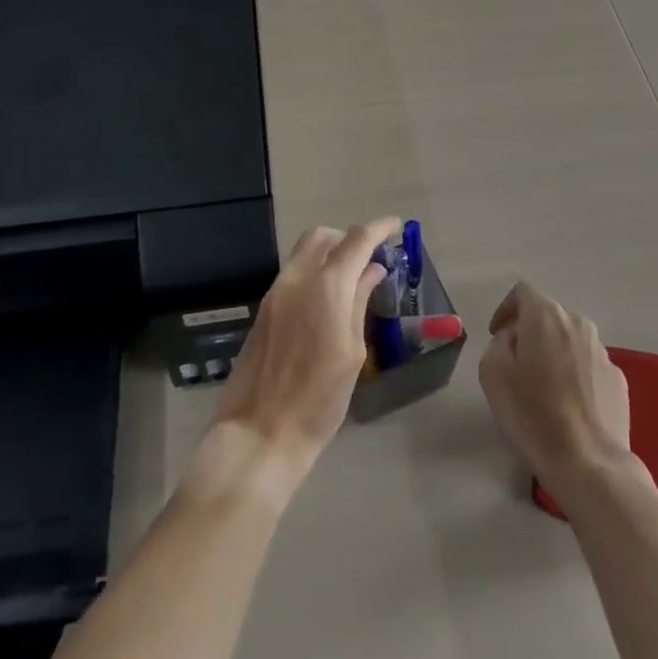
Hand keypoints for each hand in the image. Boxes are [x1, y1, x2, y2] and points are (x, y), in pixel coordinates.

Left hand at [207, 218, 390, 486]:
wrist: (260, 432)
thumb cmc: (319, 399)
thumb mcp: (352, 352)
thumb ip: (360, 302)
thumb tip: (372, 270)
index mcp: (326, 286)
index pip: (357, 239)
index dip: (379, 228)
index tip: (397, 227)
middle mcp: (298, 277)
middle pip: (324, 235)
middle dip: (349, 238)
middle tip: (371, 258)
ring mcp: (277, 291)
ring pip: (305, 250)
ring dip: (330, 253)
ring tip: (352, 279)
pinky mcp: (265, 307)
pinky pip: (294, 272)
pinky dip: (314, 270)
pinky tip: (327, 299)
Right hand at [479, 280, 632, 493]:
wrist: (590, 464)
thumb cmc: (534, 415)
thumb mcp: (493, 374)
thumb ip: (499, 343)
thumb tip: (513, 338)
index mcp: (546, 316)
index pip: (522, 292)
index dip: (505, 309)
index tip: (497, 335)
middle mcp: (578, 323)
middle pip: (549, 313)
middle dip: (530, 330)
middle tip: (516, 361)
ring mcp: (603, 351)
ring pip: (570, 338)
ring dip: (554, 351)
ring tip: (543, 385)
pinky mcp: (618, 380)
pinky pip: (588, 364)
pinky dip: (575, 373)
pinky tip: (568, 404)